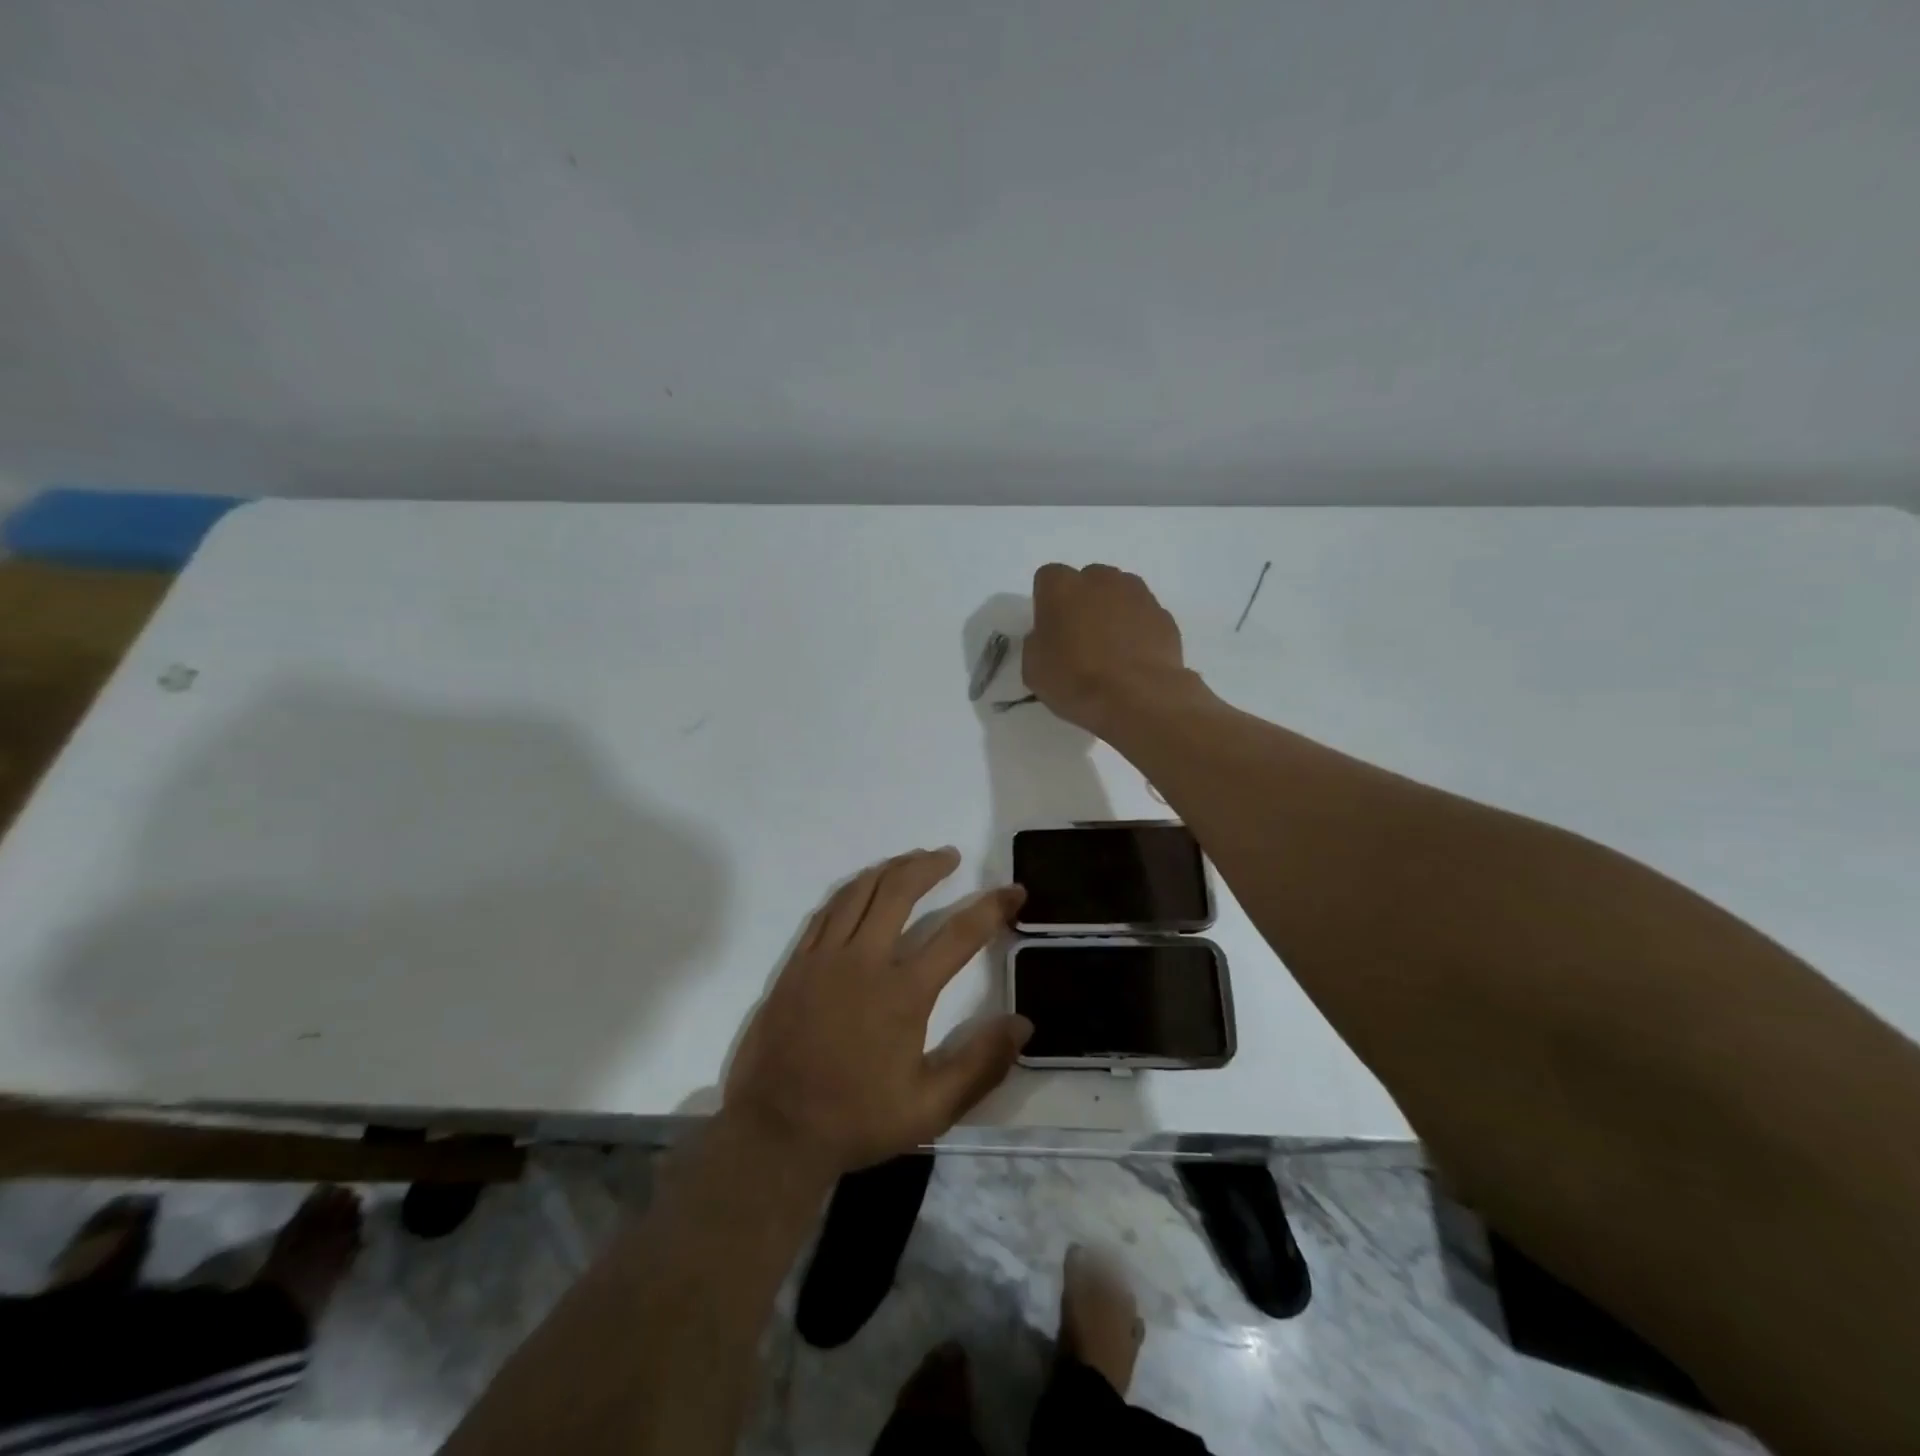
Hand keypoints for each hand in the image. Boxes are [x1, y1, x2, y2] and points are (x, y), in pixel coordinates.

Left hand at [723, 848, 1030, 1173]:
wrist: (776, 1131)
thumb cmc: (857, 1120)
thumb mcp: (931, 1109)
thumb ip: (980, 1065)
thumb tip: (1022, 1024)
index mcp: (903, 993)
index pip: (959, 935)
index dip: (992, 907)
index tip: (1013, 891)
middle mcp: (865, 962)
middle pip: (900, 892)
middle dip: (930, 866)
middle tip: (950, 856)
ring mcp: (825, 958)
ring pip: (860, 892)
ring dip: (890, 868)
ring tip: (912, 859)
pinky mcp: (797, 964)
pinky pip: (827, 910)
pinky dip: (851, 890)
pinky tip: (862, 888)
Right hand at [1025, 564, 1193, 734]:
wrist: (1138, 698)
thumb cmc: (1075, 680)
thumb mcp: (1033, 668)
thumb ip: (1038, 642)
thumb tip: (1049, 637)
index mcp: (1062, 586)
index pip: (1048, 578)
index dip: (1047, 603)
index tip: (1050, 629)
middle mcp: (1101, 579)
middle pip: (1087, 581)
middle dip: (1083, 602)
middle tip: (1080, 639)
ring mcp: (1138, 594)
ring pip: (1119, 594)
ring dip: (1112, 613)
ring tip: (1111, 650)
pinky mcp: (1164, 615)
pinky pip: (1143, 616)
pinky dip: (1137, 630)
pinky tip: (1133, 660)